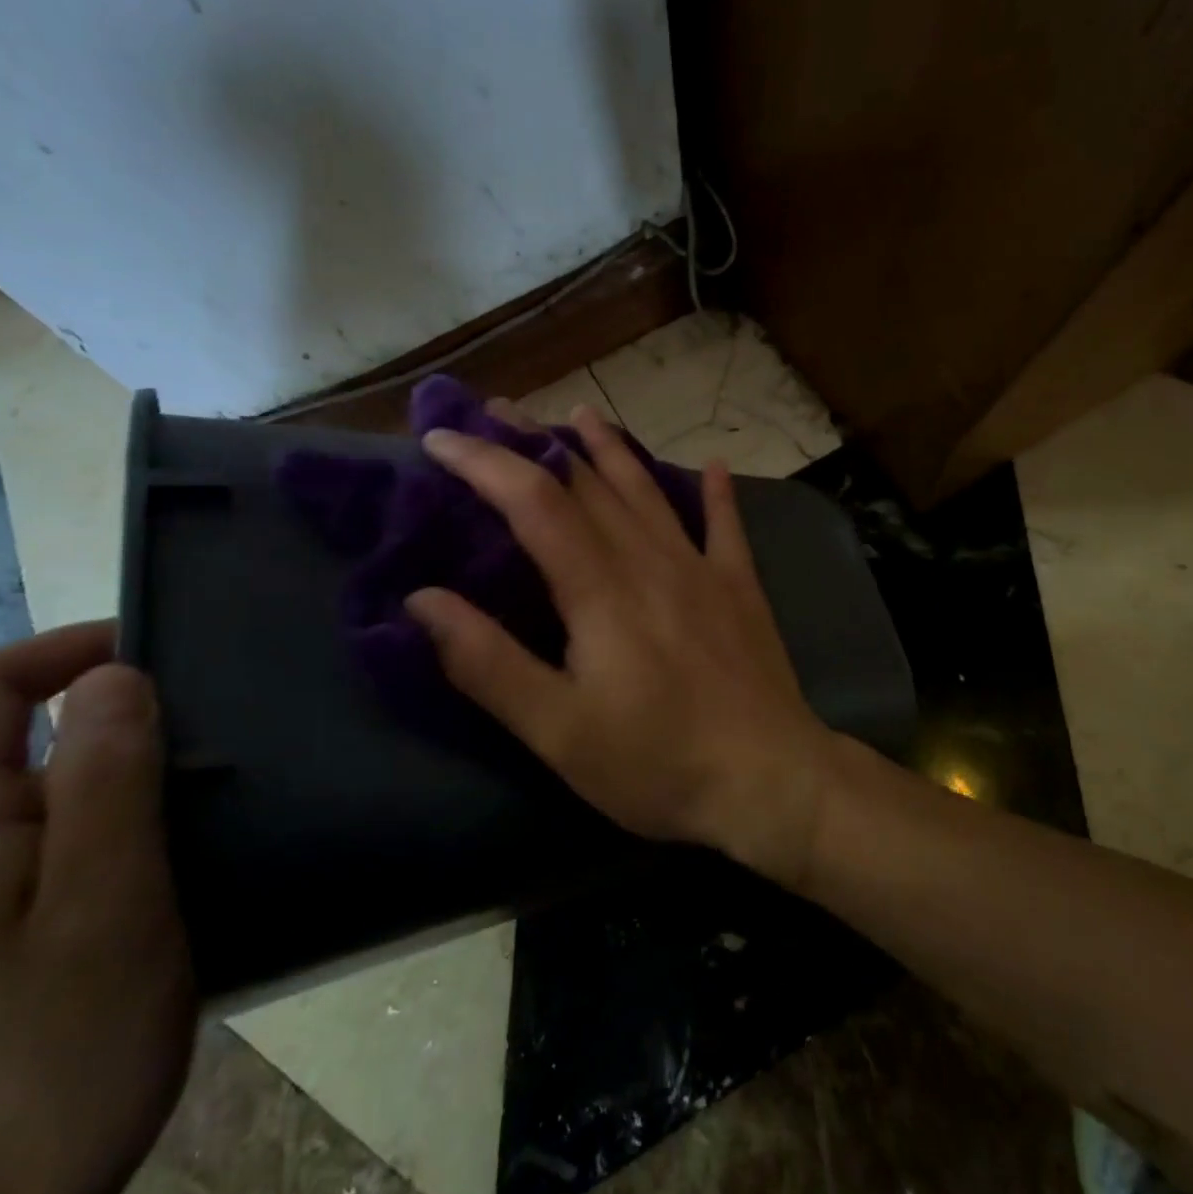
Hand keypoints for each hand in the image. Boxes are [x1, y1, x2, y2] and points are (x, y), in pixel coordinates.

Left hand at [0, 622, 194, 1193]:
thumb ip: (106, 783)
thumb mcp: (105, 903)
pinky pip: (68, 842)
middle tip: (216, 732)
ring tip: (220, 791)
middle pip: (22, 737)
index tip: (158, 651)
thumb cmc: (60, 1049)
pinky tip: (187, 856)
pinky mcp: (6, 936)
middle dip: (120, 714)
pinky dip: (131, 822)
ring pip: (54, 792)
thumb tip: (114, 676)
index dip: (65, 648)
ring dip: (136, 772)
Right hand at [404, 402, 840, 886]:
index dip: (484, 462)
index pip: (533, 501)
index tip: (441, 439)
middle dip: (537, 443)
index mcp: (600, 588)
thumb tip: (422, 600)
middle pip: (587, 482)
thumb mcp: (557, 731)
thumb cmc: (656, 763)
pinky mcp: (739, 588)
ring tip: (582, 414)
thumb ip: (488, 664)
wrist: (770, 780)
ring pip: (647, 490)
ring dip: (610, 449)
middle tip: (497, 413)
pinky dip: (716, 493)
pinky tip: (713, 465)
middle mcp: (649, 559)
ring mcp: (701, 568)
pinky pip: (725, 526)